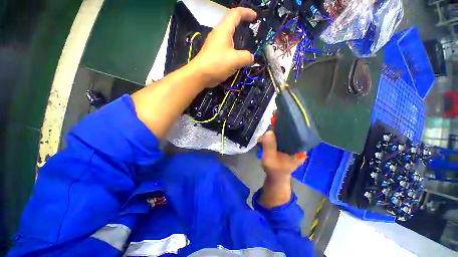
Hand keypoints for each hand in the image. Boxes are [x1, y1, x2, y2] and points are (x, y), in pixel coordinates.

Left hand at [190, 7, 256, 86]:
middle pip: (232, 25)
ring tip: (246, 48)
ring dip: (238, 41)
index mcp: (224, 30)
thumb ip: (247, 57)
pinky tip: (237, 59)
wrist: (200, 75)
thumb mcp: (235, 60)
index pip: (236, 13)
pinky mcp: (213, 55)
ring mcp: (214, 45)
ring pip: (229, 39)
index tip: (255, 17)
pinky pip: (226, 49)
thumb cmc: (217, 63)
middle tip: (251, 34)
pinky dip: (233, 51)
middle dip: (243, 27)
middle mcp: (218, 35)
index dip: (247, 12)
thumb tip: (251, 58)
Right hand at [259, 131, 306, 180]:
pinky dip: (272, 138)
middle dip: (276, 131)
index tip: (275, 124)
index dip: (285, 127)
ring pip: (283, 135)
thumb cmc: (274, 170)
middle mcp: (298, 146)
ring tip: (263, 139)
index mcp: (300, 149)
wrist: (275, 178)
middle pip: (288, 132)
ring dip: (272, 135)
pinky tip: (265, 140)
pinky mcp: (286, 147)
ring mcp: (292, 146)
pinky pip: (280, 138)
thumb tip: (269, 132)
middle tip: (265, 134)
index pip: (295, 132)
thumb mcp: (270, 159)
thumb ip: (269, 146)